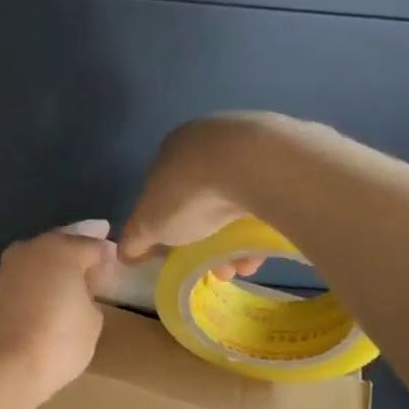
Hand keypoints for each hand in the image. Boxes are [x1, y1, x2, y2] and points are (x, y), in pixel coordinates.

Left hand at [0, 228, 113, 404]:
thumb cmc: (57, 342)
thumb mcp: (92, 321)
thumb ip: (90, 296)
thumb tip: (78, 291)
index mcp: (60, 250)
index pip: (92, 245)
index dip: (107, 254)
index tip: (115, 259)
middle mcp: (29, 250)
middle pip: (60, 243)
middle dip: (78, 247)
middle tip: (94, 253)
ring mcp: (4, 270)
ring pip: (36, 260)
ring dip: (52, 265)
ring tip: (69, 275)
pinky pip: (21, 281)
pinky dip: (34, 283)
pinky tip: (43, 294)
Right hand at [121, 113, 313, 275]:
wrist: (252, 164)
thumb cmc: (188, 193)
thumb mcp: (148, 225)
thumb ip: (134, 239)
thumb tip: (125, 254)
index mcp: (171, 150)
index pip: (164, 191)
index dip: (170, 228)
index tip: (181, 254)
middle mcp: (208, 140)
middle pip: (204, 201)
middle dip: (208, 240)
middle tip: (216, 268)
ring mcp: (249, 144)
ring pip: (239, 202)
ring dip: (238, 240)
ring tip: (244, 266)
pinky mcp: (283, 155)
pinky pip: (269, 198)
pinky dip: (264, 225)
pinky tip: (265, 247)